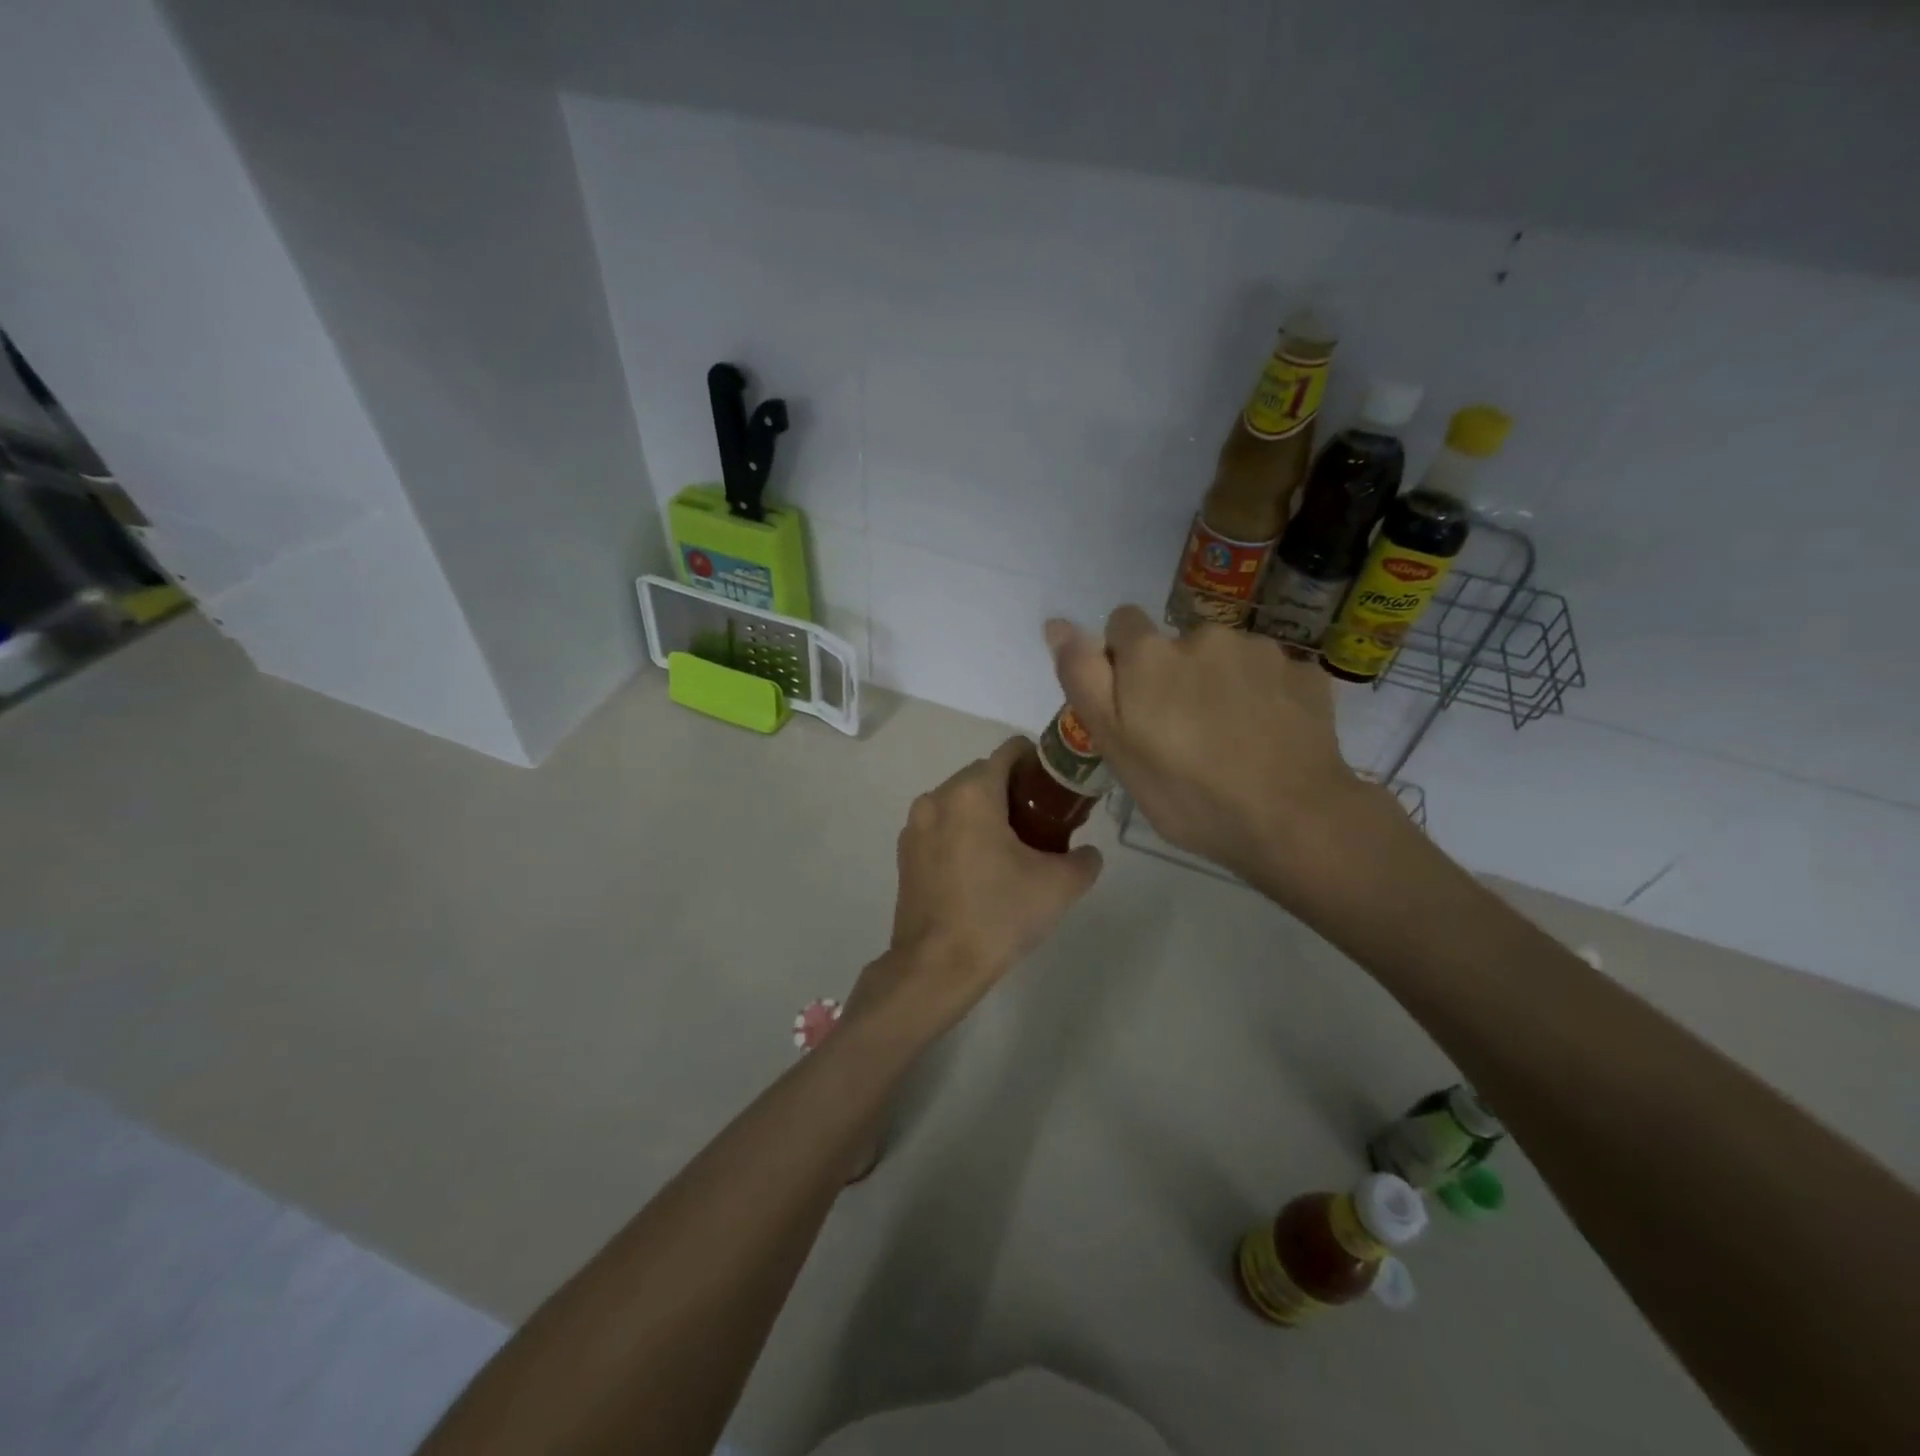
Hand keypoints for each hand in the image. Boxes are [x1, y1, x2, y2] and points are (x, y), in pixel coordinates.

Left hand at [849, 738, 1102, 1038]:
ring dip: (986, 812)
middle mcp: (938, 797)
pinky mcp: (905, 852)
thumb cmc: (998, 915)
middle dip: (1013, 790)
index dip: (1038, 762)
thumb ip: (1084, 860)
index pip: (1010, 750)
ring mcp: (915, 825)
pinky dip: (962, 832)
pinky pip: (941, 825)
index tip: (1056, 791)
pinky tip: (980, 868)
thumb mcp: (1059, 887)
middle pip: (984, 774)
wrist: (936, 966)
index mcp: (972, 793)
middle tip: (1042, 824)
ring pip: (959, 800)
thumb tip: (1087, 853)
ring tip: (1012, 849)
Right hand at [1047, 607, 1399, 895]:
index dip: (1124, 660)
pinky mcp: (1304, 671)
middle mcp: (1205, 635)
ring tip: (1232, 739)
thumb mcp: (1115, 746)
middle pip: (1177, 644)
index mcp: (1151, 653)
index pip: (1123, 623)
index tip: (1136, 704)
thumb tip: (1056, 623)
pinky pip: (1270, 674)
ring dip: (1222, 684)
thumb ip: (1084, 678)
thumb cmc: (1187, 793)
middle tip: (1185, 735)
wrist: (1292, 820)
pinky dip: (1265, 696)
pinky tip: (1270, 737)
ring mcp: (1261, 650)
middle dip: (1176, 676)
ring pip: (1226, 658)